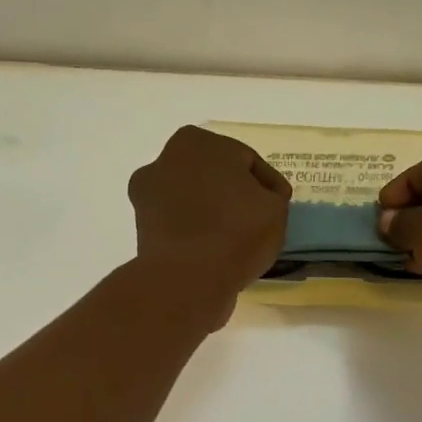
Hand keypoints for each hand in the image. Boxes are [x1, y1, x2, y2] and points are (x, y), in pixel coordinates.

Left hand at [128, 126, 290, 326]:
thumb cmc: (235, 231)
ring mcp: (147, 198)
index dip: (266, 184)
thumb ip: (270, 194)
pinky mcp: (142, 232)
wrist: (188, 279)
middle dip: (233, 195)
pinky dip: (195, 235)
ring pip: (193, 202)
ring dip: (212, 215)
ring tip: (236, 240)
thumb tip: (260, 199)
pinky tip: (214, 253)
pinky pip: (180, 228)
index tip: (279, 205)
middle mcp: (163, 162)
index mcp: (194, 142)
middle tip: (258, 221)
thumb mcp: (275, 207)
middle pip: (213, 178)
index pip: (244, 160)